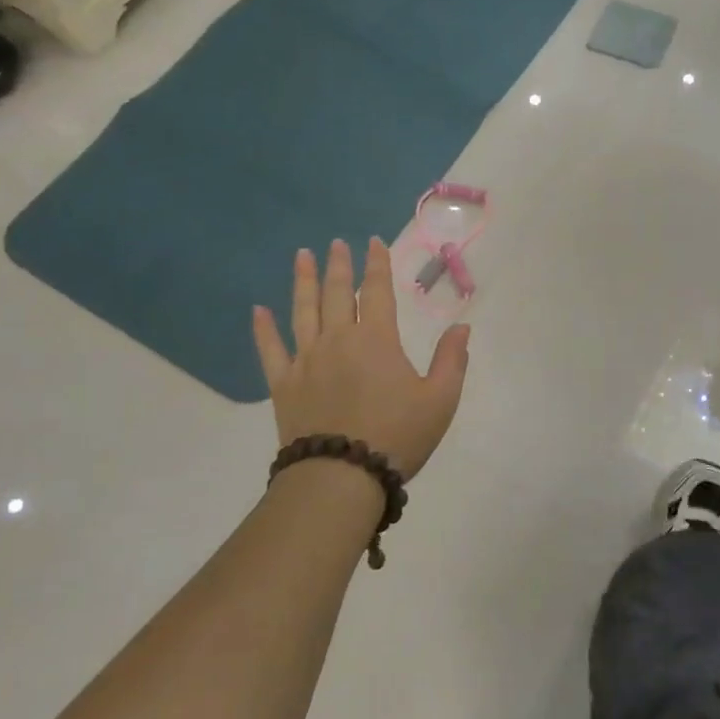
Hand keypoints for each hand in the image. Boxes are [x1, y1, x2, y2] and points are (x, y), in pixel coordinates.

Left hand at [253, 237, 470, 478]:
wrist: (341, 476)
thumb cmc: (397, 436)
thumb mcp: (440, 400)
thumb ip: (451, 360)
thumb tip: (461, 327)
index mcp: (376, 339)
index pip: (376, 291)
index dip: (376, 264)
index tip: (372, 242)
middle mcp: (337, 340)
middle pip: (336, 293)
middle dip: (338, 266)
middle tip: (335, 244)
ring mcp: (306, 360)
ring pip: (302, 311)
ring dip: (303, 281)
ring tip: (302, 256)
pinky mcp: (284, 385)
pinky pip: (270, 350)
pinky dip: (263, 329)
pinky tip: (258, 311)